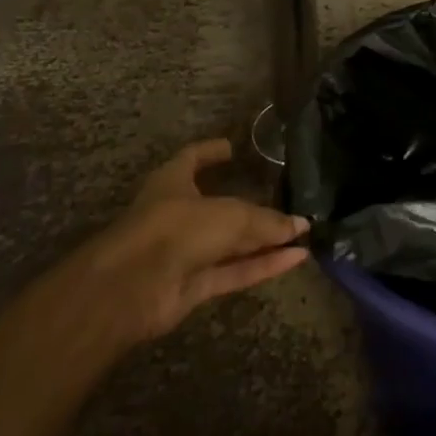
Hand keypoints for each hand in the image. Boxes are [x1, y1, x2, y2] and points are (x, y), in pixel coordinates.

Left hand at [80, 139, 310, 343]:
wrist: (132, 287)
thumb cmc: (175, 227)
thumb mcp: (230, 214)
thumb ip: (267, 221)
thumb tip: (301, 225)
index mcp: (173, 181)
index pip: (193, 158)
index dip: (211, 151)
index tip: (233, 148)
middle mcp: (178, 214)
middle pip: (221, 207)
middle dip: (255, 207)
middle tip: (289, 201)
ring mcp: (185, 251)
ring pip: (231, 243)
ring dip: (265, 240)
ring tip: (303, 232)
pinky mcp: (194, 285)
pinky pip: (235, 271)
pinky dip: (263, 265)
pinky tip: (296, 258)